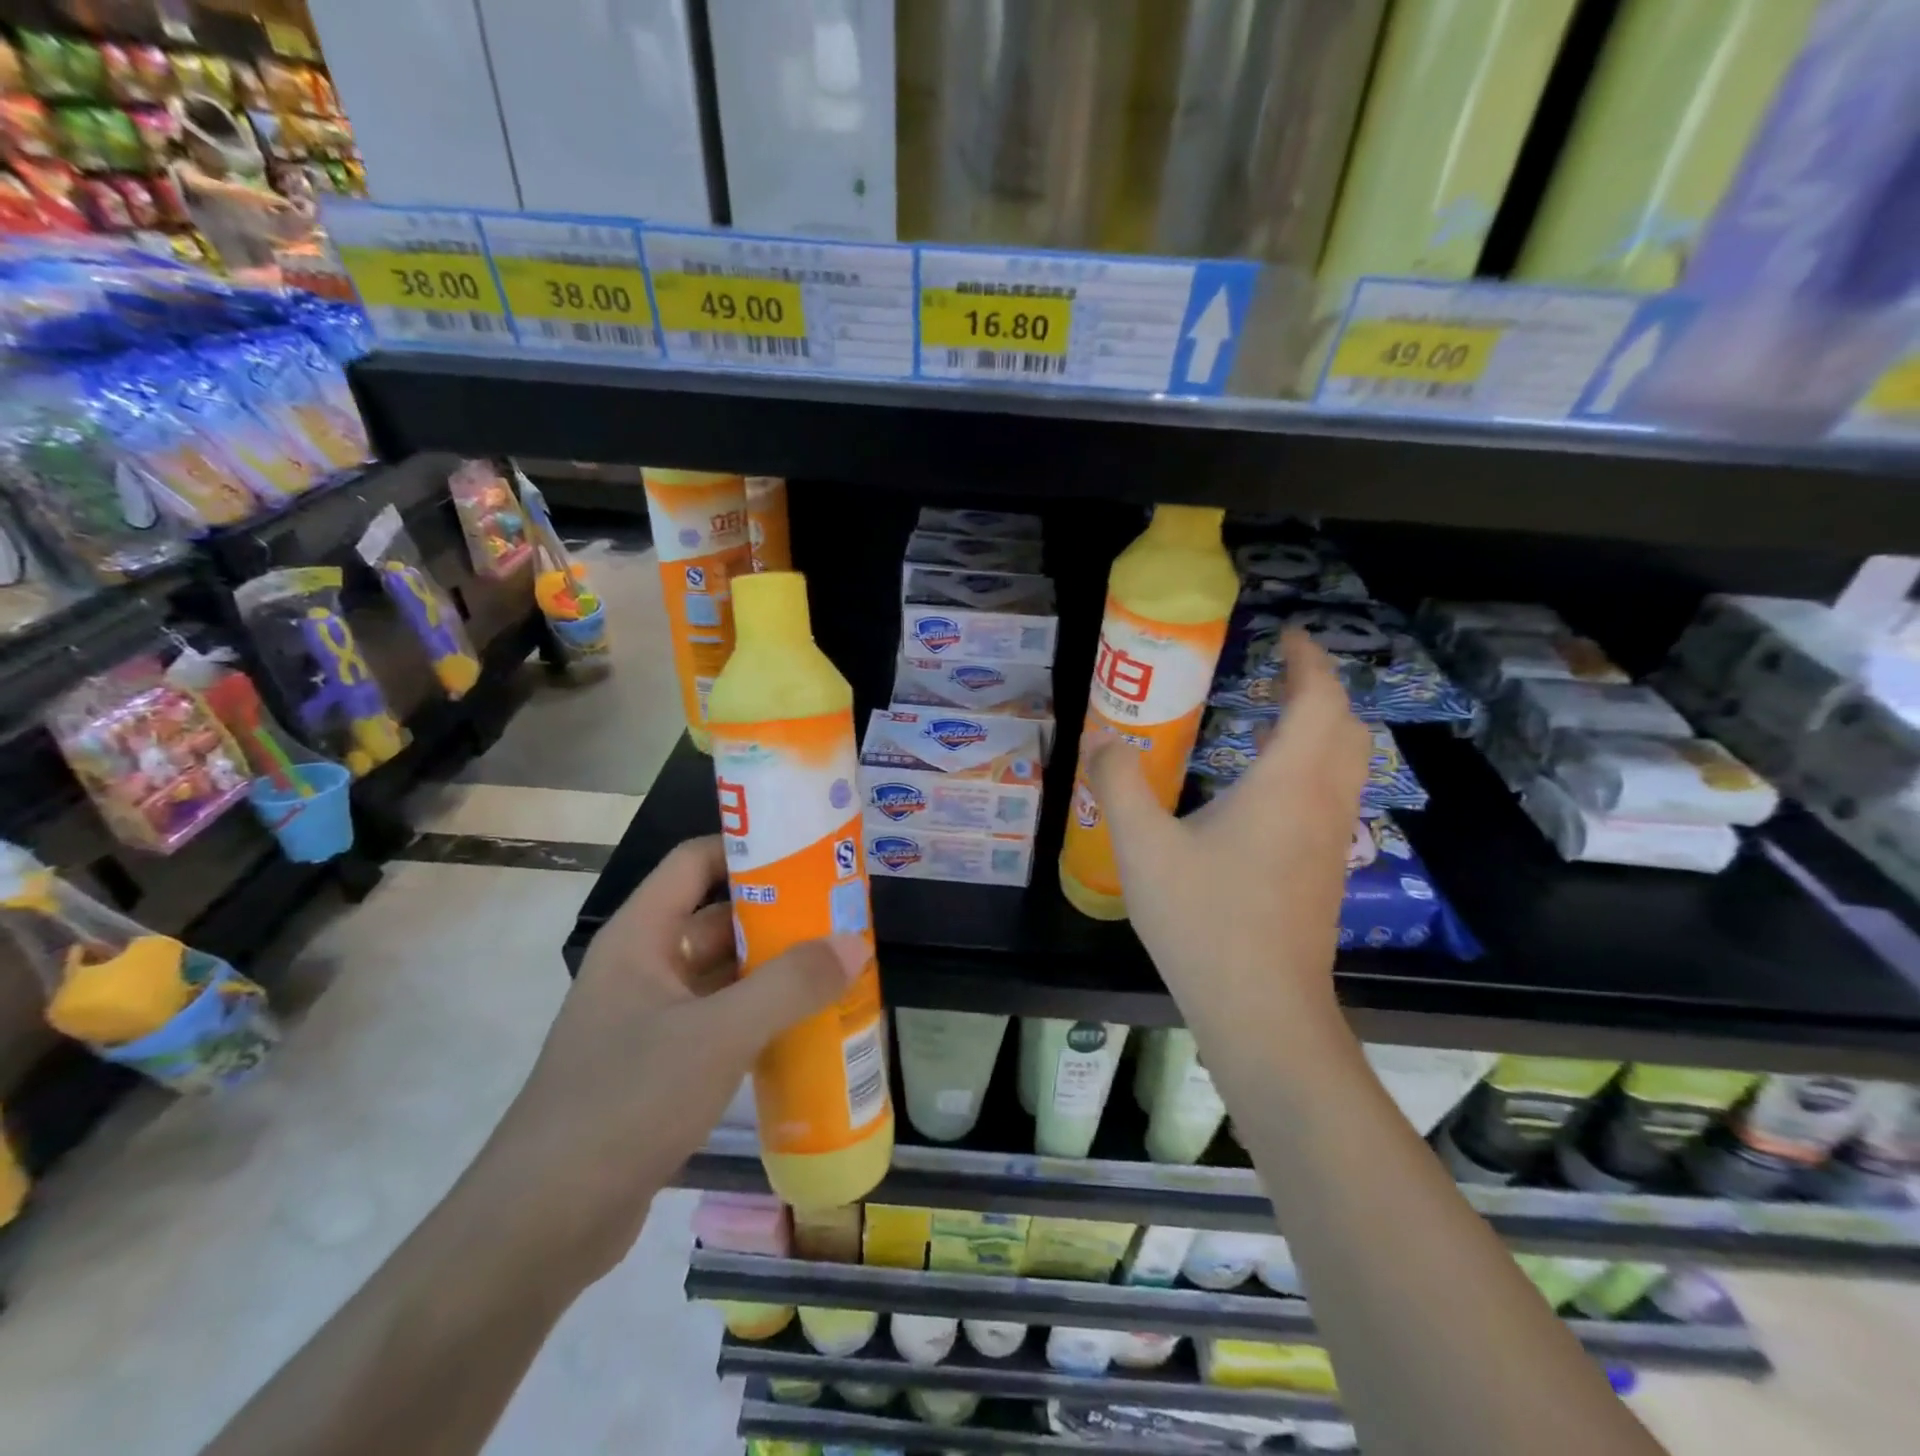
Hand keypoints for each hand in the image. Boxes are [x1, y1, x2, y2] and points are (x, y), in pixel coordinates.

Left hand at [476, 836, 863, 1283]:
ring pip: (724, 974)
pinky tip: (809, 1026)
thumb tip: (855, 942)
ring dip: (776, 969)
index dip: (749, 847)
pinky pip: (723, 1021)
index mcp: (641, 936)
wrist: (542, 1226)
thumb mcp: (717, 1036)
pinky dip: (763, 1016)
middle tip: (842, 913)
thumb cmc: (624, 1102)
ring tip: (840, 964)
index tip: (809, 852)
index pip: (696, 861)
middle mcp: (644, 966)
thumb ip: (790, 985)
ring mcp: (652, 1019)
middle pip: (718, 917)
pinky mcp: (662, 1066)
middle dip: (779, 914)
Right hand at [1087, 628, 1369, 1029]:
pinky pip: (1334, 794)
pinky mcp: (1326, 870)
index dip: (1309, 661)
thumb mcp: (1142, 846)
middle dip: (1320, 689)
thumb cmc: (1204, 920)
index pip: (1319, 701)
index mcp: (1287, 784)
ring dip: (1322, 727)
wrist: (1262, 1009)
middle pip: (1346, 726)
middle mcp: (1322, 803)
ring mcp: (1331, 840)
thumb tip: (1101, 739)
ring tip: (1273, 717)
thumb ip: (1117, 783)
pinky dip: (1314, 765)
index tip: (1288, 636)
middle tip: (1278, 672)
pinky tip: (1267, 787)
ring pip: (1347, 763)